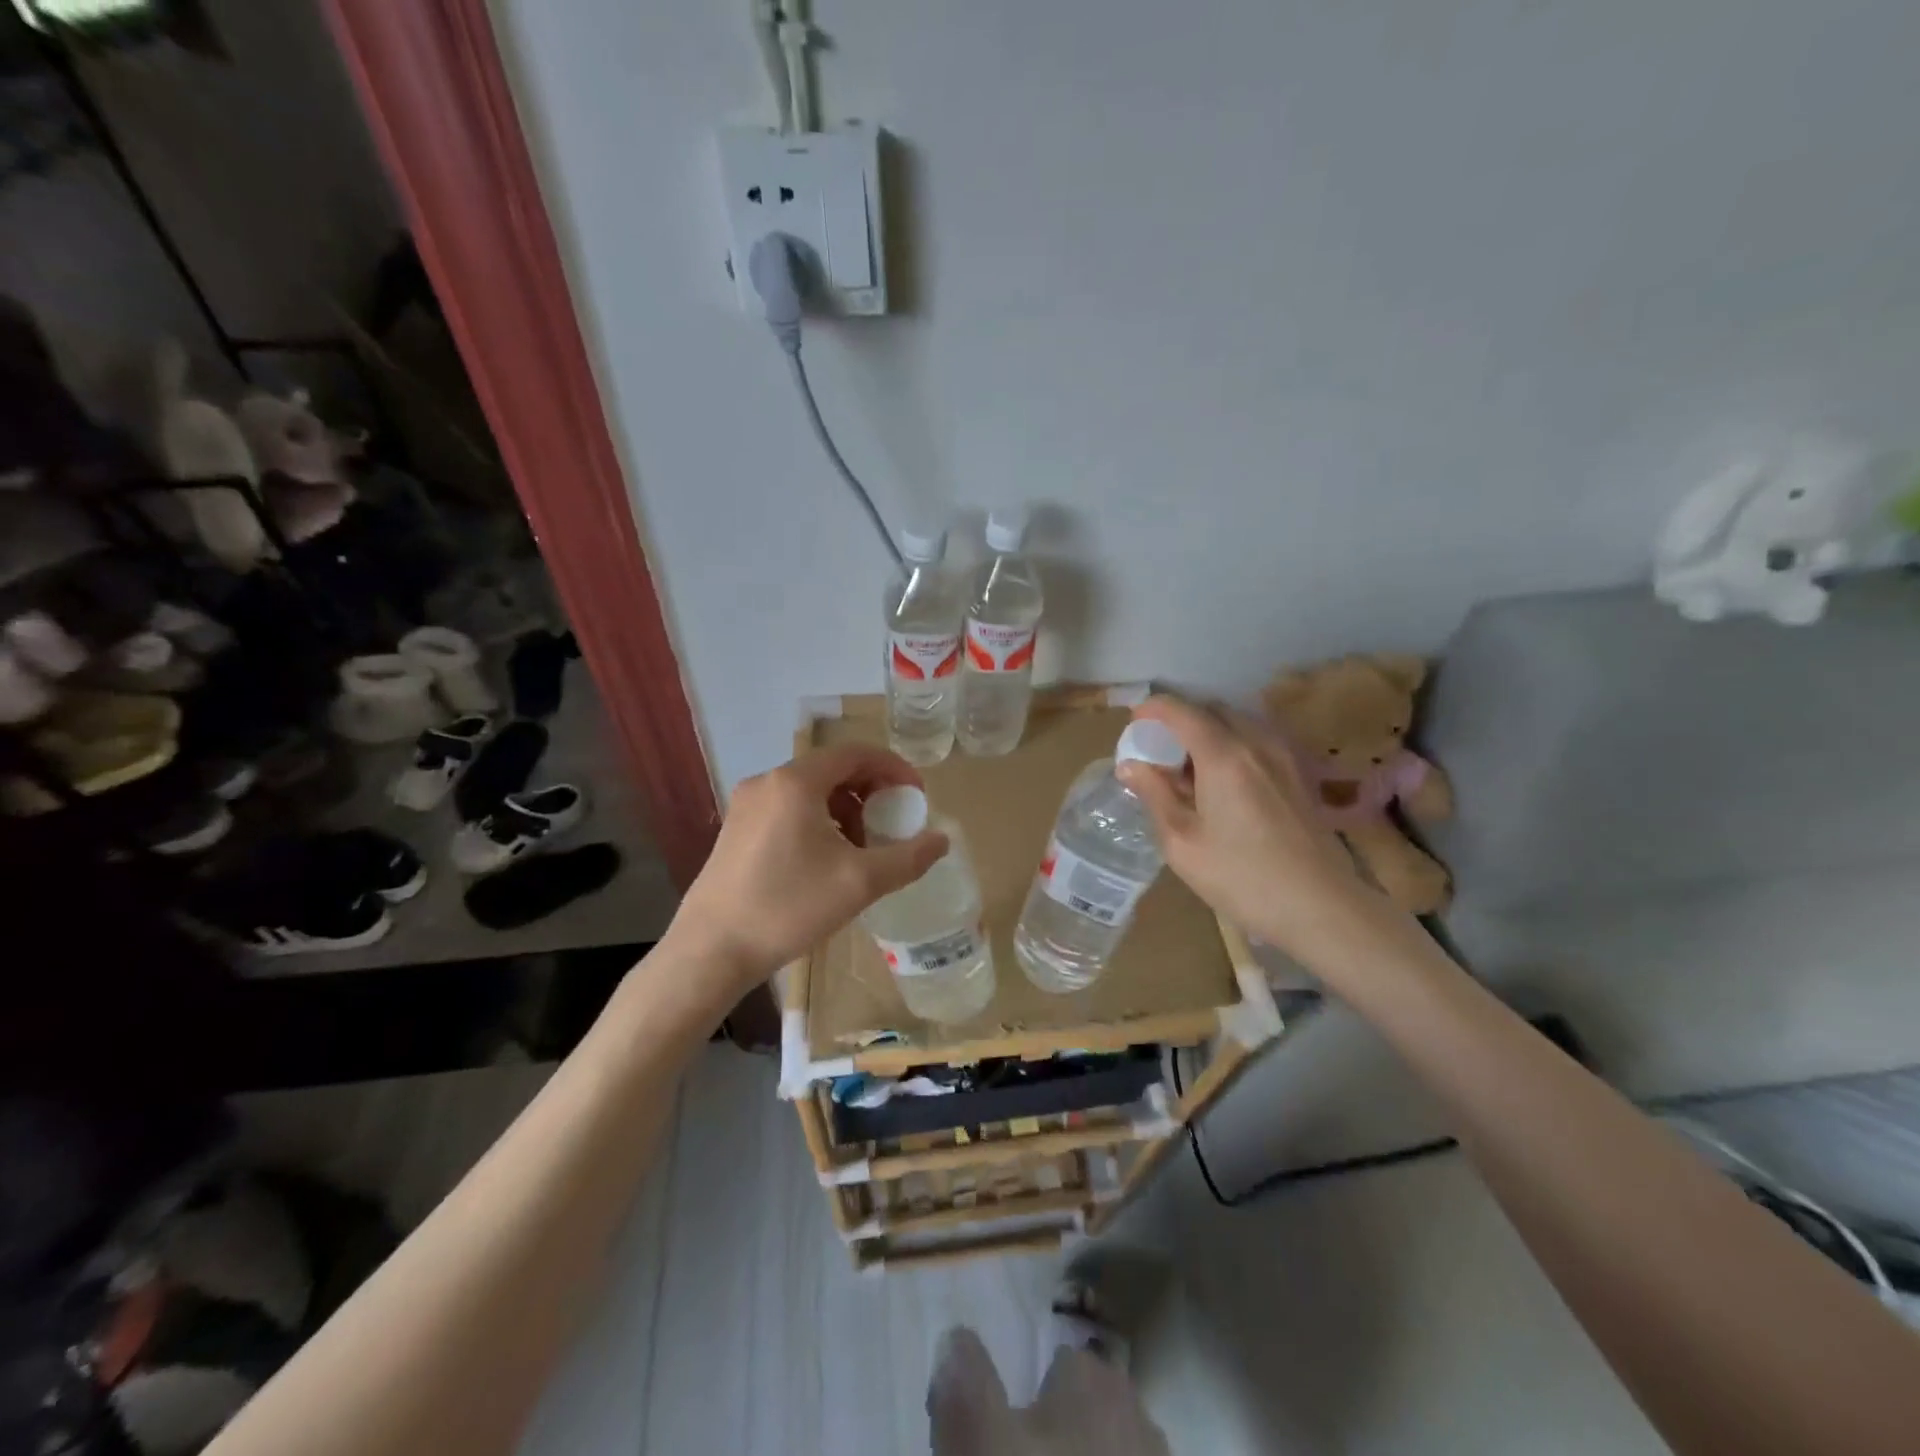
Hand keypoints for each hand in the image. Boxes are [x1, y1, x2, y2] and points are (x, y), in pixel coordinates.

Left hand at [668, 743, 948, 994]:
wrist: (710, 951)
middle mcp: (768, 782)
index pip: (855, 753)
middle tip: (895, 821)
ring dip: (846, 808)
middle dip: (871, 790)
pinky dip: (819, 820)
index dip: (893, 768)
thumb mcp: (859, 883)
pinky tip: (828, 859)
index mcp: (796, 782)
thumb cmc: (788, 908)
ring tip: (864, 845)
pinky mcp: (736, 830)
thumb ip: (908, 858)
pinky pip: (789, 809)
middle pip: (832, 769)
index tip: (916, 796)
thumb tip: (942, 840)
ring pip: (810, 791)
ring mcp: (746, 805)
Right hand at [1116, 695, 1404, 969]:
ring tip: (1188, 769)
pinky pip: (1256, 742)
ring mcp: (1283, 757)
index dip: (1152, 709)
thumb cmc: (1242, 878)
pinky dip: (1231, 746)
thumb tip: (1129, 765)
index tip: (1132, 723)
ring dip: (1207, 732)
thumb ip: (1154, 795)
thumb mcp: (1181, 842)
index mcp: (1223, 755)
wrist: (1321, 908)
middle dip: (1180, 720)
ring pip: (1237, 724)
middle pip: (1212, 710)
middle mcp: (1256, 743)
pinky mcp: (1298, 776)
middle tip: (1157, 750)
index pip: (1181, 711)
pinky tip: (1222, 784)